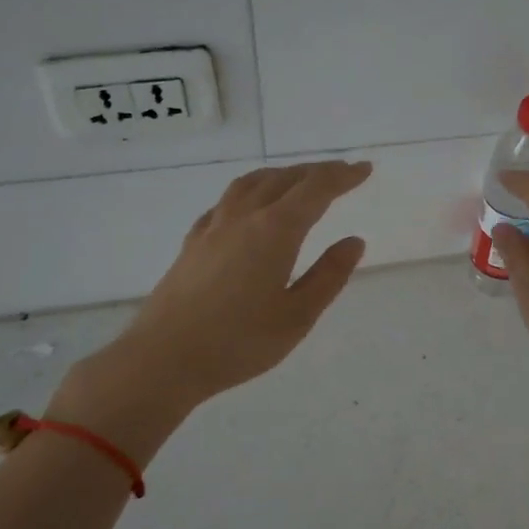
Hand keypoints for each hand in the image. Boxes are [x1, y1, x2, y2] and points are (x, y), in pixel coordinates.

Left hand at [53, 161, 371, 429]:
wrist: (164, 358)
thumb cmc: (238, 342)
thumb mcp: (297, 317)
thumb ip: (328, 276)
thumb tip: (353, 241)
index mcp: (275, 231)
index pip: (316, 190)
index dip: (343, 176)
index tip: (364, 169)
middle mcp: (244, 217)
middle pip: (284, 179)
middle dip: (316, 172)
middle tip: (341, 173)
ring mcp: (213, 227)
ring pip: (251, 184)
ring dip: (281, 175)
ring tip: (298, 180)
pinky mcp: (192, 243)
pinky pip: (226, 201)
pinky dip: (249, 192)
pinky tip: (248, 207)